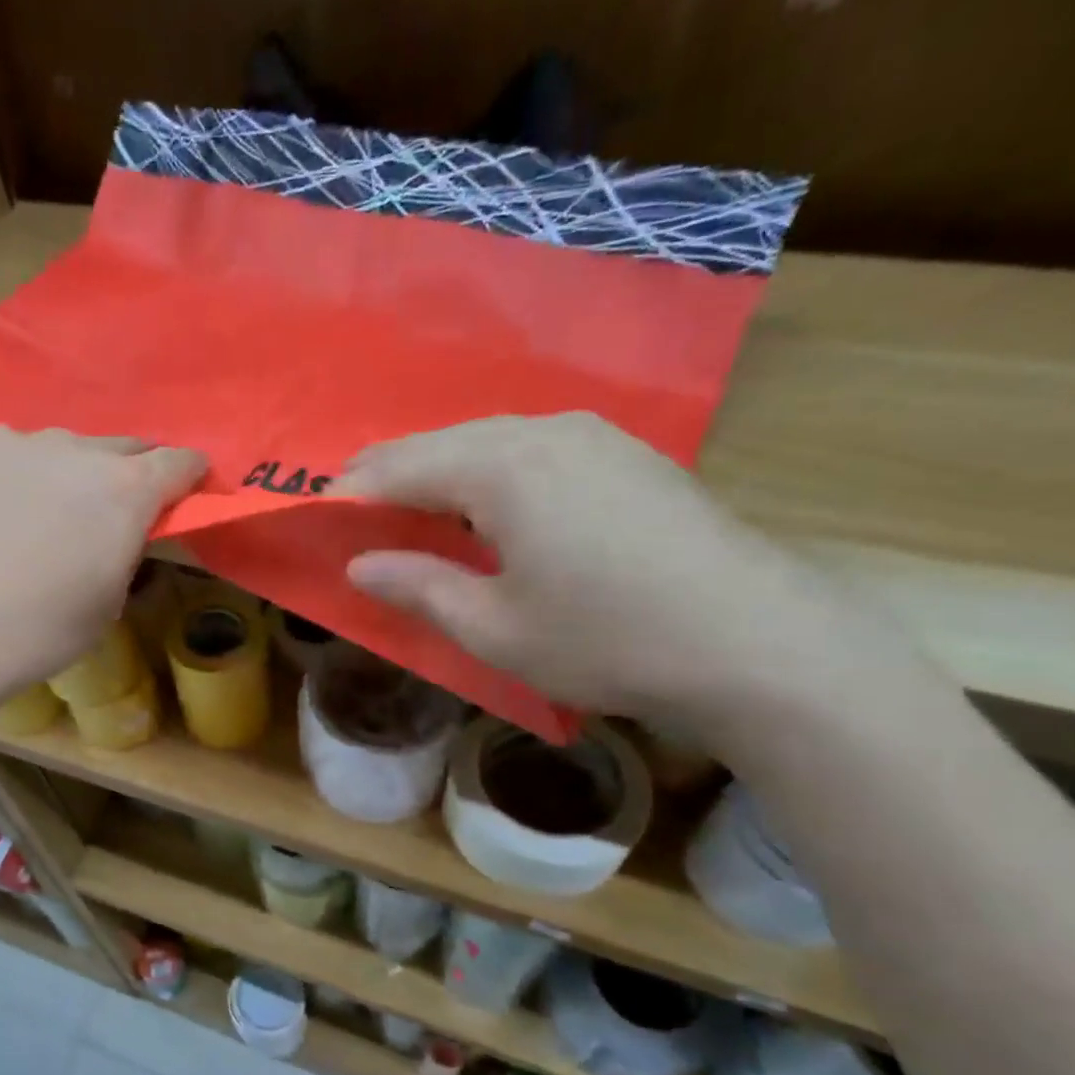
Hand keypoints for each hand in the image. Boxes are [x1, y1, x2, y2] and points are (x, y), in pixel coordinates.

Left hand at [0, 427, 205, 714]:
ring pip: (52, 450)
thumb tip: (120, 527)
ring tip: (34, 517)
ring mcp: (6, 443)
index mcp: (122, 490)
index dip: (188, 474)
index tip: (187, 488)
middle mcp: (70, 449)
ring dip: (59, 475)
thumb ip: (125, 548)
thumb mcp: (109, 600)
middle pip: (117, 447)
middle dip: (125, 473)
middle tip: (109, 510)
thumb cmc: (40, 631)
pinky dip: (3, 481)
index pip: (176, 461)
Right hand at [331, 413, 899, 727]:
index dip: (350, 495)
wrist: (758, 643)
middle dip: (391, 478)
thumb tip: (360, 564)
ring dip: (442, 474)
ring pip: (488, 441)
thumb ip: (418, 588)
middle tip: (355, 519)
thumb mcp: (493, 629)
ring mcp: (593, 435)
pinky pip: (532, 450)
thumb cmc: (606, 641)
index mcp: (500, 467)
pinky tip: (491, 510)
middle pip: (440, 444)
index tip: (316, 518)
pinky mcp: (627, 454)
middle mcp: (542, 431)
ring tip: (414, 515)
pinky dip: (491, 474)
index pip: (398, 468)